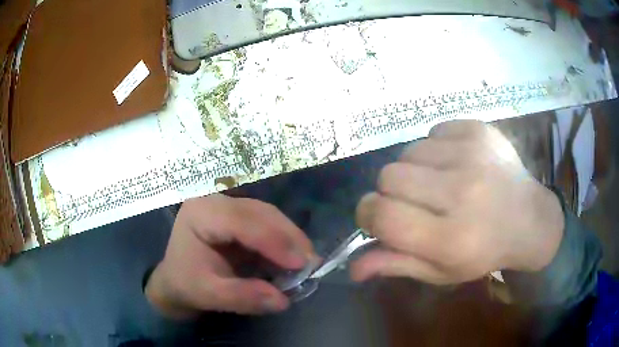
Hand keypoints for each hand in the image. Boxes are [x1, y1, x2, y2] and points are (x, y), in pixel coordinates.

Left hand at [145, 194, 314, 318]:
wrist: (176, 281)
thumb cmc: (186, 284)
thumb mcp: (209, 295)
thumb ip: (243, 297)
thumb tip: (282, 301)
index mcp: (200, 213)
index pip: (241, 222)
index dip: (273, 241)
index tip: (301, 263)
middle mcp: (214, 202)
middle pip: (259, 213)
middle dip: (289, 238)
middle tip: (312, 262)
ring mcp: (227, 206)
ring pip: (268, 215)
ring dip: (290, 238)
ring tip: (307, 261)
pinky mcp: (238, 217)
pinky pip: (267, 224)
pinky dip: (283, 241)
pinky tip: (293, 257)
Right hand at [352, 120, 563, 283]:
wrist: (530, 219)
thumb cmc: (484, 252)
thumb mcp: (441, 271)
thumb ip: (397, 265)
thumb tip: (353, 267)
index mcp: (452, 237)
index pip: (383, 214)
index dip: (369, 214)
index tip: (377, 217)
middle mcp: (463, 191)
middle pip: (389, 175)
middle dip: (391, 192)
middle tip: (415, 204)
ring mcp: (473, 153)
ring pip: (408, 151)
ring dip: (415, 170)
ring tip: (440, 184)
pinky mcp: (479, 130)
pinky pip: (432, 132)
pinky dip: (435, 149)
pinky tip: (456, 165)